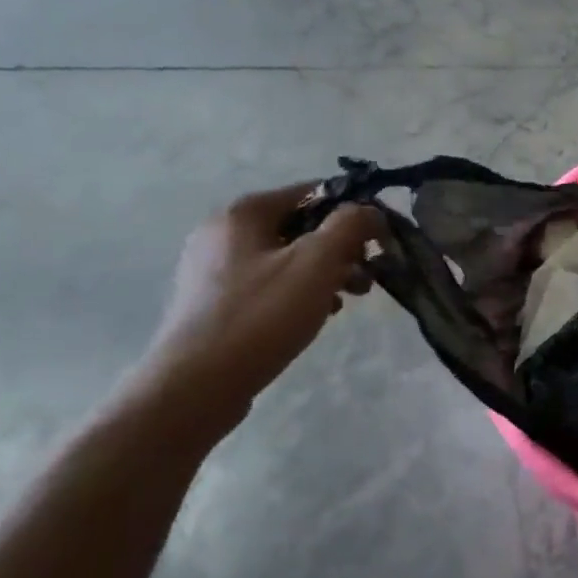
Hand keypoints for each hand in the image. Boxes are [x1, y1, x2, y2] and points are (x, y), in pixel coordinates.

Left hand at [131, 185, 384, 426]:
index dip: (354, 212)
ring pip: (288, 257)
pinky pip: (270, 283)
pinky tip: (316, 315)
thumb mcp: (317, 263)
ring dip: (325, 273)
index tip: (380, 242)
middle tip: (367, 277)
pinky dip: (299, 292)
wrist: (197, 384)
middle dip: (342, 249)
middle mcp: (223, 232)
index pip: (314, 192)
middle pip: (301, 226)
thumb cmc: (262, 316)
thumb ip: (350, 226)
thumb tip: (369, 210)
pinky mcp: (215, 301)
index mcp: (243, 213)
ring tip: (347, 300)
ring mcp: (214, 268)